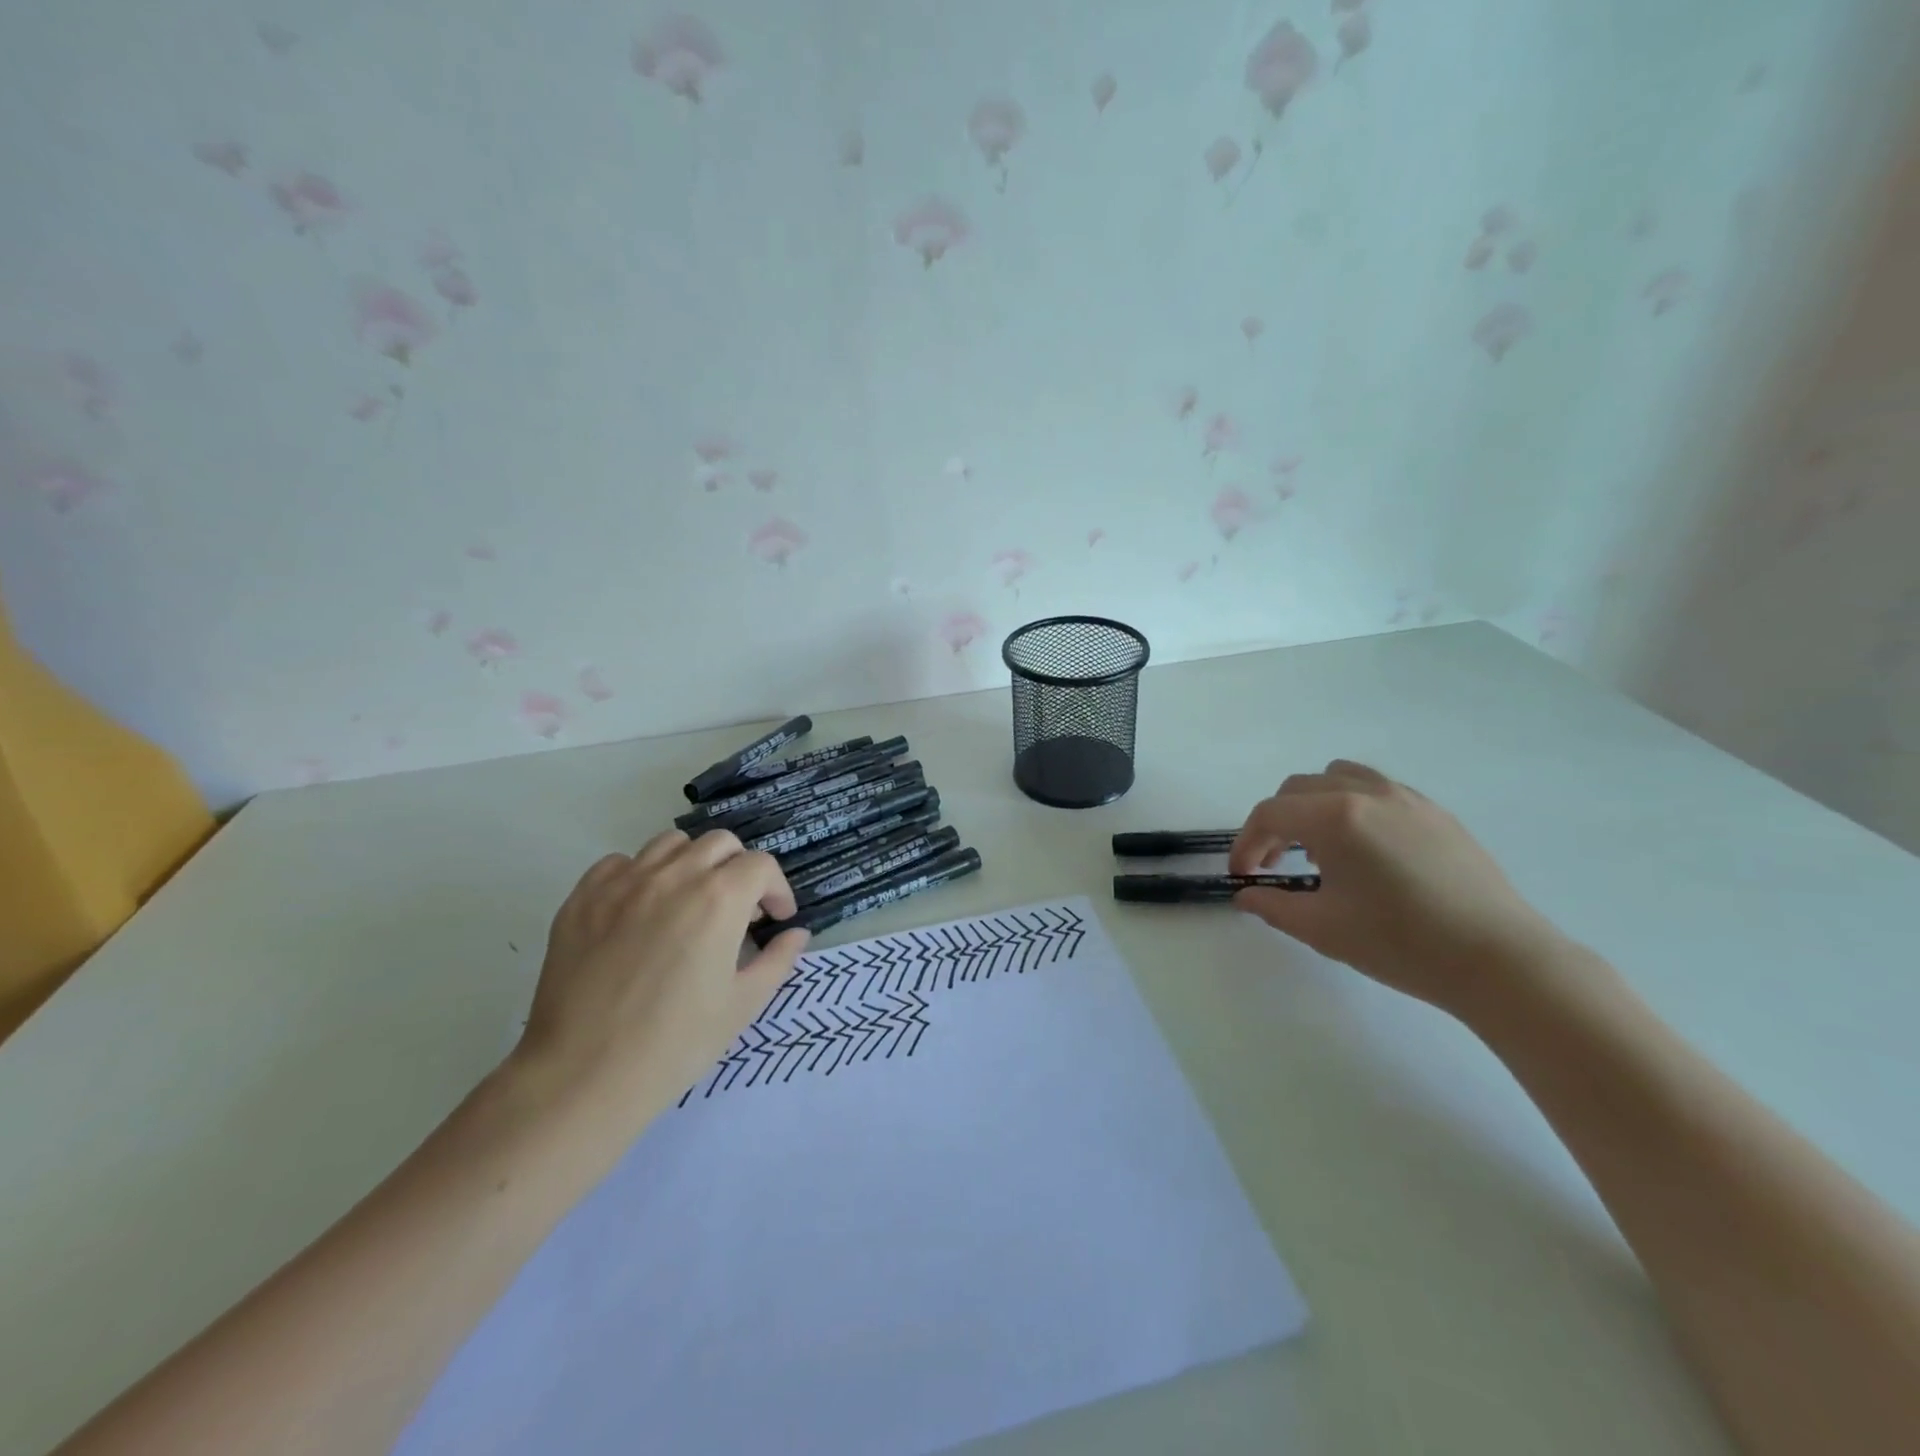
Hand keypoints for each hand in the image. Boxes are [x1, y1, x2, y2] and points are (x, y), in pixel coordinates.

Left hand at [508, 830, 809, 1129]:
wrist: (583, 1075)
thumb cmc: (675, 1044)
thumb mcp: (743, 1005)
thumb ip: (778, 960)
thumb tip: (796, 934)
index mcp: (719, 899)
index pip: (761, 865)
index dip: (776, 890)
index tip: (775, 919)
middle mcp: (673, 876)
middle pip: (720, 843)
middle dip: (739, 869)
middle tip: (738, 909)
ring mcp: (623, 883)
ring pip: (670, 844)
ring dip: (692, 864)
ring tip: (690, 902)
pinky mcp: (583, 898)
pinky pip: (620, 863)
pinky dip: (641, 876)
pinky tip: (642, 911)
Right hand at [1230, 759, 1562, 1014]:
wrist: (1499, 960)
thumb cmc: (1401, 943)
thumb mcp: (1322, 929)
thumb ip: (1273, 905)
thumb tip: (1246, 895)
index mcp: (1335, 818)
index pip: (1270, 814)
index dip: (1246, 843)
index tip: (1243, 875)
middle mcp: (1366, 793)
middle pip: (1298, 789)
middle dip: (1275, 823)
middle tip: (1274, 864)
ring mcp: (1405, 798)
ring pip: (1338, 778)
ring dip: (1312, 805)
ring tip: (1318, 849)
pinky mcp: (1434, 812)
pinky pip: (1375, 789)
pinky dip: (1351, 805)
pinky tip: (1363, 849)